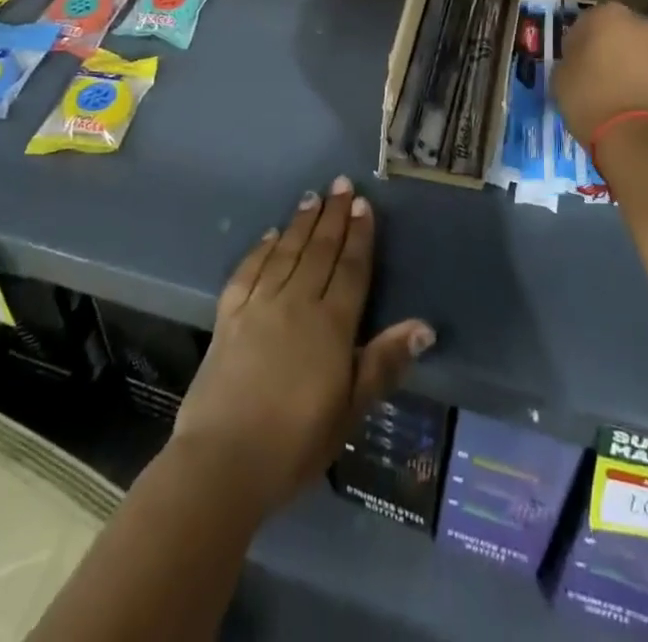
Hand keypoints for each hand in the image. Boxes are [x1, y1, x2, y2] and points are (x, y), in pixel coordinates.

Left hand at [172, 177, 434, 516]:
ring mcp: (259, 306)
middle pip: (320, 250)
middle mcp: (297, 302)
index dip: (359, 235)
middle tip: (341, 184)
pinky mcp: (228, 317)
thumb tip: (425, 326)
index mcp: (331, 324)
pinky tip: (269, 235)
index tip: (363, 203)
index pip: (351, 268)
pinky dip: (260, 249)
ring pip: (286, 252)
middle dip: (333, 215)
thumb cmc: (296, 442)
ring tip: (312, 197)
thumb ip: (384, 363)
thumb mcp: (350, 410)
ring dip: (301, 223)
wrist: (222, 462)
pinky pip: (247, 271)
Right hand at [554, 3, 647, 153]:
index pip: (586, 22)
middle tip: (593, 75)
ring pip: (638, 52)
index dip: (577, 44)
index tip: (572, 63)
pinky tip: (631, 105)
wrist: (636, 136)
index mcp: (608, 15)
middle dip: (607, 49)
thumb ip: (569, 61)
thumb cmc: (589, 98)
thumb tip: (578, 63)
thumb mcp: (559, 78)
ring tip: (614, 94)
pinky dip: (643, 83)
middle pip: (617, 33)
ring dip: (628, 65)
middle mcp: (640, 24)